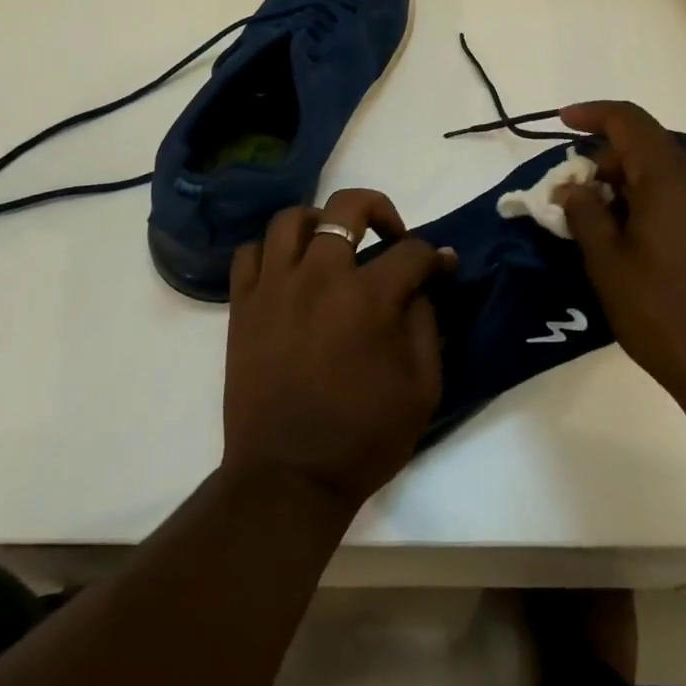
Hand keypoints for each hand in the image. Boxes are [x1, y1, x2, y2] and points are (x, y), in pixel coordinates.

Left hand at [223, 189, 450, 510]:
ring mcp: (274, 287)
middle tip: (390, 234)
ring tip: (333, 247)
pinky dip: (272, 251)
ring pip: (292, 219)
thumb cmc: (363, 438)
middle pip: (348, 207)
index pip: (411, 252)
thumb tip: (424, 284)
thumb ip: (426, 325)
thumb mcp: (422, 388)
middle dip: (380, 208)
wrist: (288, 478)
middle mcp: (319, 277)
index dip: (434, 256)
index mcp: (368, 298)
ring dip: (320, 222)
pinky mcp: (243, 305)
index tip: (442, 265)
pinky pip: (250, 253)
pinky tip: (289, 272)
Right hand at [557, 101, 685, 422]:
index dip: (593, 114)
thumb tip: (573, 186)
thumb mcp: (610, 268)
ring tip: (608, 226)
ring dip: (634, 185)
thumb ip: (586, 215)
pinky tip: (647, 245)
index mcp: (671, 177)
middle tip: (578, 198)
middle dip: (608, 161)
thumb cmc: (669, 316)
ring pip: (672, 175)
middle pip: (649, 147)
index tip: (564, 121)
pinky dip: (662, 204)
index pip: (628, 120)